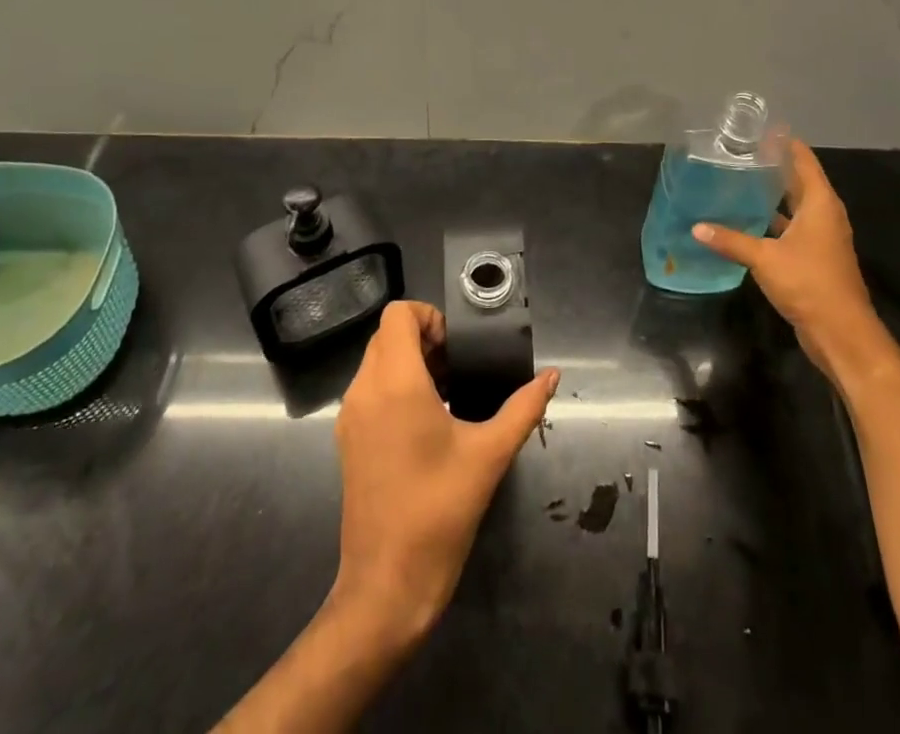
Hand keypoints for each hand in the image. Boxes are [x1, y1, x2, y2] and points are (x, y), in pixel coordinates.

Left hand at [330, 301, 558, 646]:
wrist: (387, 585)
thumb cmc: (439, 511)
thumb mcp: (489, 454)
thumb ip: (523, 408)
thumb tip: (551, 376)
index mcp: (394, 382)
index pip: (398, 313)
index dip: (430, 316)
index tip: (459, 345)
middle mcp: (364, 390)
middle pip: (388, 334)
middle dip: (425, 338)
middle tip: (461, 366)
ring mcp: (351, 416)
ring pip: (377, 361)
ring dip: (411, 362)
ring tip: (451, 390)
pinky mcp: (349, 440)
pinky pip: (371, 390)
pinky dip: (396, 386)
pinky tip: (430, 419)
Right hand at [694, 139, 888, 381]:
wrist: (842, 333)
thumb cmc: (809, 283)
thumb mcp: (765, 258)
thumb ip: (731, 240)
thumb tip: (697, 227)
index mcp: (820, 203)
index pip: (803, 160)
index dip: (784, 143)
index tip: (758, 130)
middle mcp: (824, 215)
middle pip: (799, 181)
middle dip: (773, 167)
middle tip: (740, 153)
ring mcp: (821, 237)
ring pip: (794, 206)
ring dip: (771, 195)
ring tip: (738, 181)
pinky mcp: (814, 257)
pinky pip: (791, 227)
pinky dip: (772, 221)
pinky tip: (746, 220)